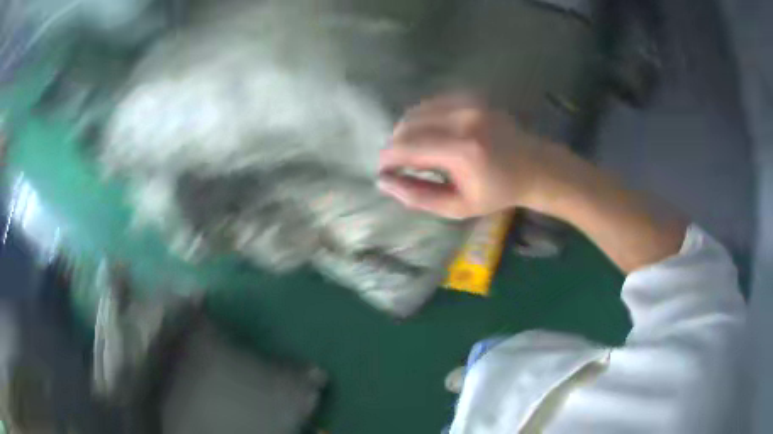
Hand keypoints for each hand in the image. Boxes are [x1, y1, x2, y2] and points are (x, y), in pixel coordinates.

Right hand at [378, 94, 558, 218]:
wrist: (534, 166)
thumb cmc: (497, 193)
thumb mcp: (458, 207)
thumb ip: (418, 196)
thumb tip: (383, 182)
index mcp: (462, 151)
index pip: (406, 147)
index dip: (387, 158)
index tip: (383, 170)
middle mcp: (463, 119)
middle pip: (407, 125)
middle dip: (395, 145)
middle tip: (400, 164)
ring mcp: (468, 103)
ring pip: (416, 110)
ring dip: (407, 131)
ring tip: (415, 151)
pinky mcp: (471, 96)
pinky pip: (432, 103)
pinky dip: (423, 119)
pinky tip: (431, 134)